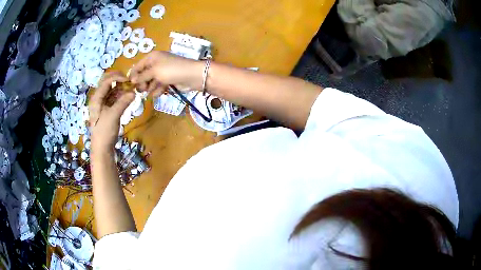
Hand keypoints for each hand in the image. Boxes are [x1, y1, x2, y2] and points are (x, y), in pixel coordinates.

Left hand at [89, 72, 134, 152]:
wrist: (102, 148)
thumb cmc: (104, 132)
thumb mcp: (113, 116)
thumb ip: (123, 102)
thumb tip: (134, 92)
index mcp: (96, 98)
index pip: (106, 81)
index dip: (117, 77)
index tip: (129, 80)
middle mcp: (98, 98)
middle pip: (107, 82)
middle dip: (118, 79)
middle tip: (129, 80)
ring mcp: (103, 104)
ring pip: (112, 90)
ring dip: (121, 87)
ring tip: (131, 88)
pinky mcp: (107, 109)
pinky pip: (114, 98)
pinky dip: (121, 95)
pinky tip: (128, 96)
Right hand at [129, 51, 203, 95]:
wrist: (192, 76)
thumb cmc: (171, 70)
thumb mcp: (154, 71)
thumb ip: (142, 76)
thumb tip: (131, 79)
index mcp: (152, 57)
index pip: (137, 66)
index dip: (133, 75)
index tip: (130, 86)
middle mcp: (156, 63)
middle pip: (143, 75)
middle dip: (142, 83)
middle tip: (143, 90)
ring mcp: (162, 72)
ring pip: (151, 82)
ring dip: (150, 88)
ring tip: (152, 92)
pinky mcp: (168, 80)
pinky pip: (158, 86)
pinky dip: (158, 90)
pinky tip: (159, 93)